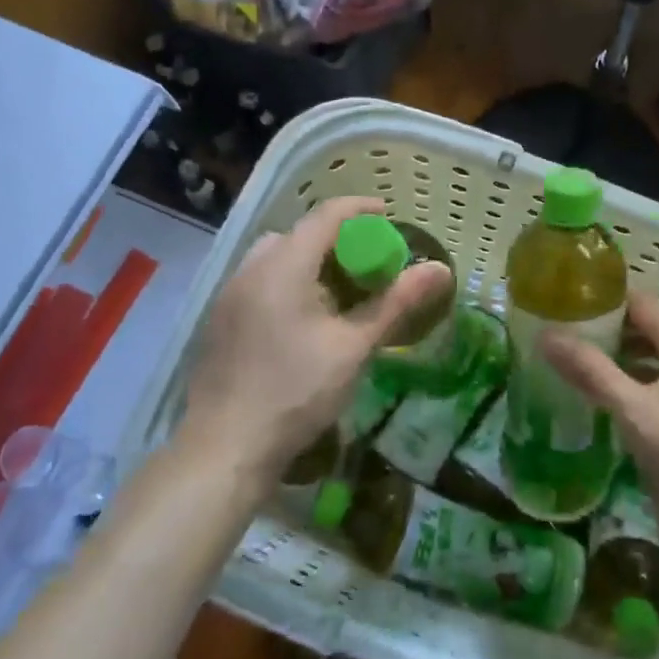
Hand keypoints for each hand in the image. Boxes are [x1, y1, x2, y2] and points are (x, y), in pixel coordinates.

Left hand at [178, 197, 450, 492]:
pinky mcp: (219, 322)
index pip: (325, 216)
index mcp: (283, 266)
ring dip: (306, 262)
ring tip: (335, 294)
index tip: (388, 216)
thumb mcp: (354, 346)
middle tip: (364, 263)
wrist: (225, 448)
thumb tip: (440, 269)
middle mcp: (250, 270)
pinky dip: (285, 283)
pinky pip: (257, 282)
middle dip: (333, 239)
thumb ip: (395, 302)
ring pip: (273, 258)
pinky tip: (301, 322)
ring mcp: (228, 296)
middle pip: (296, 234)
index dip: (360, 209)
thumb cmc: (296, 391)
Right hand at [542, 292, 658, 535]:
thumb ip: (592, 372)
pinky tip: (629, 399)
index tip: (569, 310)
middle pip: (653, 326)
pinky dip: (651, 377)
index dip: (604, 303)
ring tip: (593, 370)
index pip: (640, 302)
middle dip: (613, 333)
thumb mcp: (636, 411)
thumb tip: (547, 336)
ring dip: (631, 358)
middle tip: (574, 343)